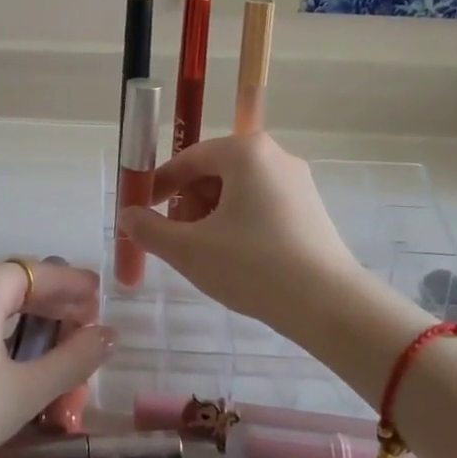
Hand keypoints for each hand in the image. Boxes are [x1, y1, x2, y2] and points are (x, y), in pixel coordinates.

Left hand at [0, 258, 110, 457]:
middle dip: (54, 306)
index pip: (46, 274)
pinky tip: (2, 355)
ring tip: (49, 344)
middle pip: (18, 283)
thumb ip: (73, 360)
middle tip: (83, 330)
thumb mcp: (24, 390)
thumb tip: (107, 334)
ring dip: (24, 318)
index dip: (78, 289)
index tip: (102, 303)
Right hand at [118, 133, 390, 353]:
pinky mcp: (310, 208)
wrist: (329, 306)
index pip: (188, 159)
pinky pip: (260, 204)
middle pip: (213, 172)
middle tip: (178, 239)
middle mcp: (274, 155)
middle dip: (188, 203)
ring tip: (205, 253)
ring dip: (211, 215)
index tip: (143, 212)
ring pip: (237, 189)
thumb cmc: (252, 267)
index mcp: (245, 152)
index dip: (159, 185)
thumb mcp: (188, 249)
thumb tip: (128, 216)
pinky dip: (238, 223)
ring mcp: (297, 181)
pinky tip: (236, 258)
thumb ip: (149, 229)